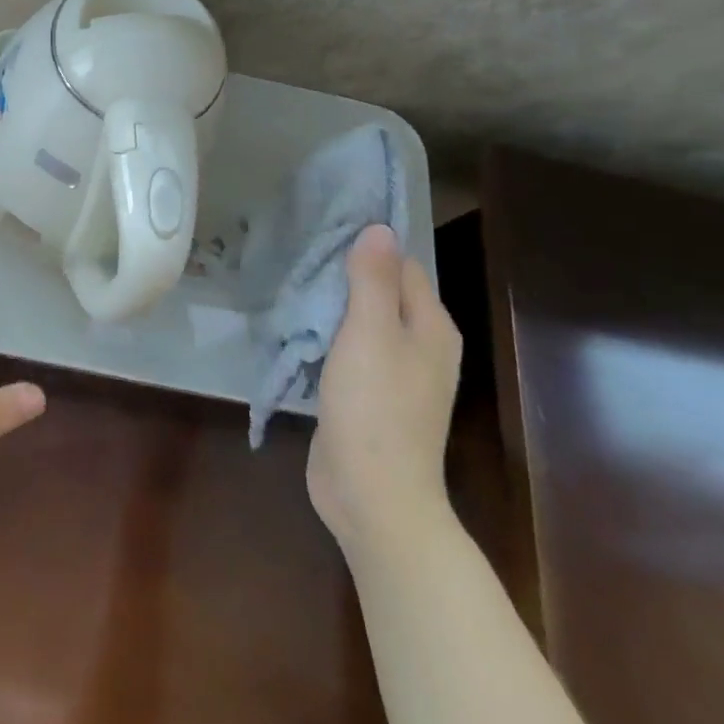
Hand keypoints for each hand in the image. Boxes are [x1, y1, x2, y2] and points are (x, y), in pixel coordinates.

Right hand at [307, 224, 462, 556]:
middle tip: (298, 256)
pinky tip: (298, 332)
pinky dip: (326, 339)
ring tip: (291, 286)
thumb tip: (379, 228)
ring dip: (332, 308)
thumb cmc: (375, 407)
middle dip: (345, 275)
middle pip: (383, 294)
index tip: (324, 230)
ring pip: (362, 324)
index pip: (403, 267)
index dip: (368, 247)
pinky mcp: (368, 400)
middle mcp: (421, 348)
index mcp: (431, 327)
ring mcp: (395, 377)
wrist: (372, 496)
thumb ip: (373, 280)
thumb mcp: (371, 333)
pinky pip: (349, 354)